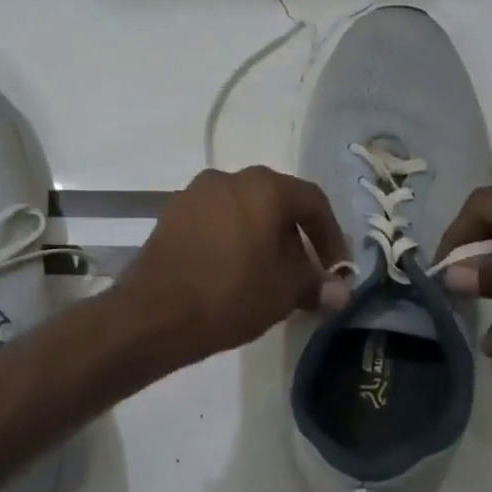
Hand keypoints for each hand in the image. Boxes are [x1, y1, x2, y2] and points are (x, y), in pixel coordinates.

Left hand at [118, 167, 349, 368]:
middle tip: (304, 272)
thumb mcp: (284, 292)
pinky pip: (215, 220)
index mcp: (264, 187)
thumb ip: (315, 284)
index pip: (312, 202)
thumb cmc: (230, 295)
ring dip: (262, 238)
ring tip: (268, 275)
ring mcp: (195, 194)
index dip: (331, 236)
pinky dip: (232, 239)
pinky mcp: (171, 214)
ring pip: (243, 210)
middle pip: (276, 202)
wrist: (153, 312)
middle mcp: (229, 178)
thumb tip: (338, 291)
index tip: (335, 269)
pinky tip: (233, 271)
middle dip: (295, 237)